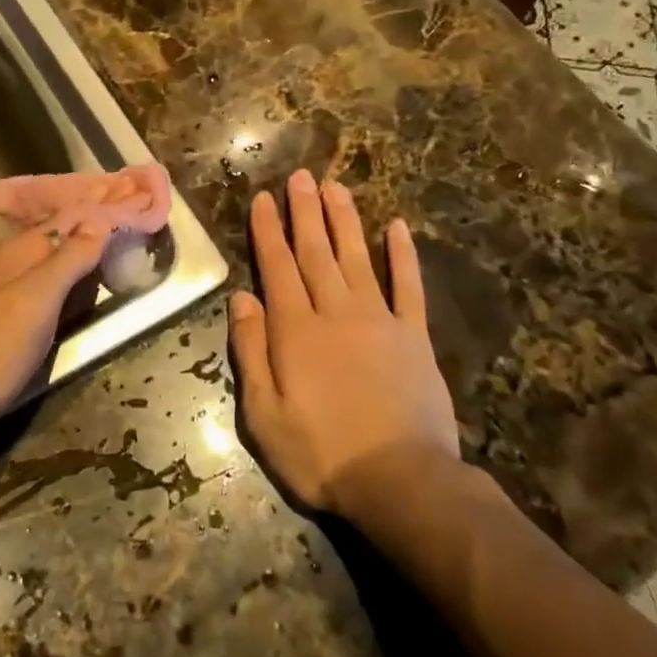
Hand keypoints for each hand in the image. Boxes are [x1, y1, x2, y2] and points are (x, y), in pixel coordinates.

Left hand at [0, 220, 109, 446]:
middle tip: (125, 253)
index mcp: (11, 252)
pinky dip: (50, 294)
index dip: (97, 218)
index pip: (64, 221)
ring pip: (35, 270)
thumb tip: (100, 219)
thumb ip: (69, 260)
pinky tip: (59, 309)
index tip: (133, 218)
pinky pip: (24, 293)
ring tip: (101, 278)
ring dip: (68, 270)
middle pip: (50, 244)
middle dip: (85, 244)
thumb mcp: (37, 301)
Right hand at [228, 169, 461, 516]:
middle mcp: (335, 312)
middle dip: (304, 212)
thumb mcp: (263, 413)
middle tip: (299, 176)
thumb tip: (242, 298)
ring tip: (335, 187)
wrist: (400, 480)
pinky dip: (403, 255)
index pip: (277, 267)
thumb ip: (251, 351)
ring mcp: (379, 320)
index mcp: (295, 330)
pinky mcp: (414, 336)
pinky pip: (408, 287)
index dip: (268, 231)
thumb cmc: (321, 453)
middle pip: (316, 252)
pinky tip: (398, 227)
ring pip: (357, 258)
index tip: (262, 199)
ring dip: (344, 220)